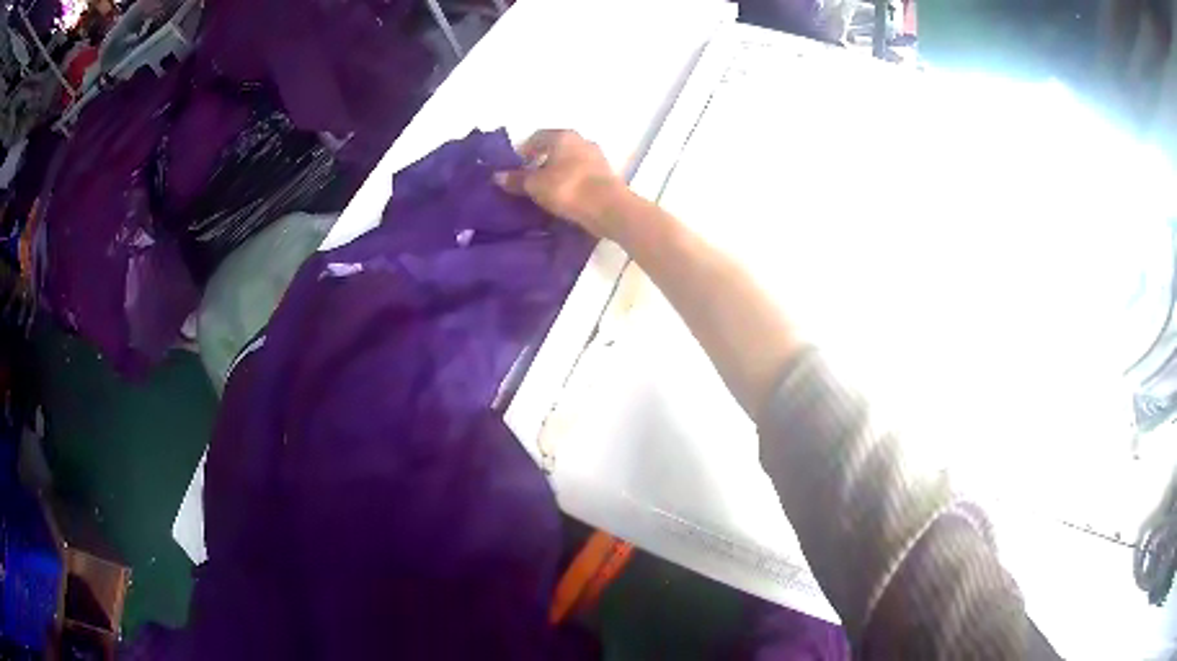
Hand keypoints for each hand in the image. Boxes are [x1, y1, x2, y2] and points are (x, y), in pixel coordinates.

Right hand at [495, 130, 629, 239]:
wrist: (609, 207)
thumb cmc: (568, 188)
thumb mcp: (535, 185)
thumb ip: (516, 179)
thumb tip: (497, 176)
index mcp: (563, 136)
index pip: (537, 137)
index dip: (524, 151)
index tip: (517, 167)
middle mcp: (582, 141)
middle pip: (555, 149)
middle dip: (541, 162)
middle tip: (529, 180)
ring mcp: (597, 157)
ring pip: (570, 162)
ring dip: (557, 173)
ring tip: (545, 191)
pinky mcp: (606, 175)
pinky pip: (582, 175)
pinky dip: (571, 182)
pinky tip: (564, 197)